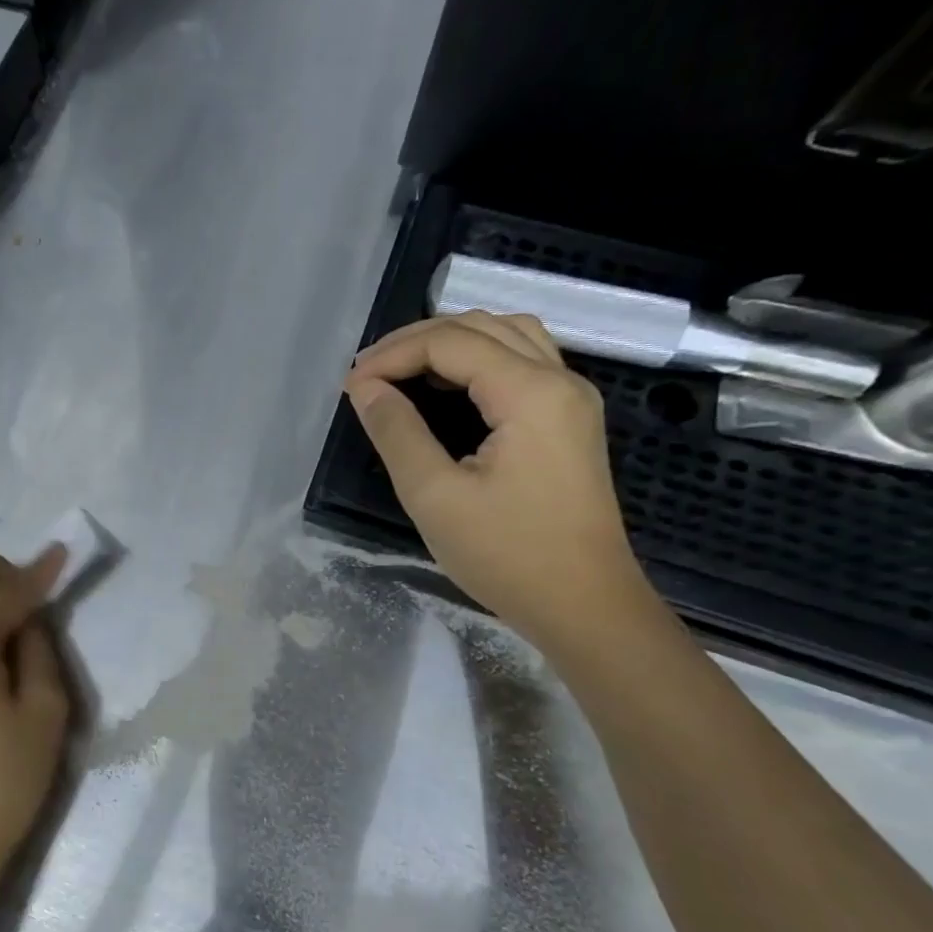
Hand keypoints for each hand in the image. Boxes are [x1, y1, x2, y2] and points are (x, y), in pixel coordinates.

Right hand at [343, 311, 654, 649]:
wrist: (583, 605)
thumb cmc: (506, 555)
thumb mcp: (435, 496)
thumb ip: (397, 433)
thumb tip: (365, 388)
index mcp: (531, 392)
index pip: (450, 343)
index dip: (393, 355)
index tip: (349, 386)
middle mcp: (559, 380)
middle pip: (482, 326)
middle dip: (417, 340)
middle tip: (367, 374)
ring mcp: (571, 399)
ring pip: (507, 337)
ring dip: (450, 343)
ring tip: (402, 371)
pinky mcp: (569, 421)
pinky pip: (522, 362)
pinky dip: (477, 360)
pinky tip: (446, 386)